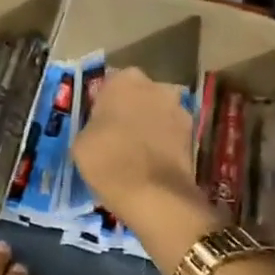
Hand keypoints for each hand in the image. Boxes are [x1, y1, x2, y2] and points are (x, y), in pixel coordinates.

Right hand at [70, 67, 209, 222]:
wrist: (153, 195)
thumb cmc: (107, 160)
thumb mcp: (80, 141)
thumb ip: (92, 124)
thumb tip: (101, 128)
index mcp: (124, 80)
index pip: (110, 84)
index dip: (103, 103)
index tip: (96, 122)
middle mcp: (156, 86)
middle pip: (138, 95)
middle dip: (129, 110)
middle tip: (115, 135)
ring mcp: (180, 109)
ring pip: (157, 113)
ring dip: (148, 126)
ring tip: (134, 152)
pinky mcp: (194, 135)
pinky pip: (170, 134)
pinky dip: (161, 143)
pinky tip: (149, 163)